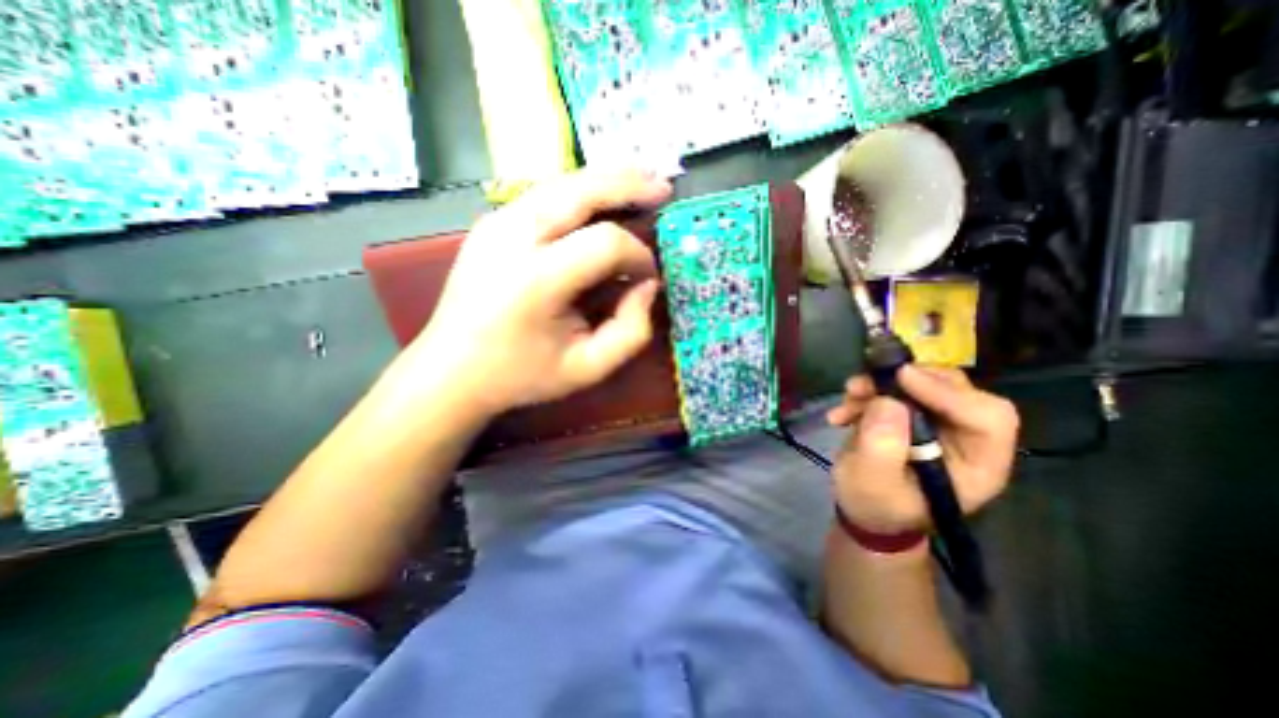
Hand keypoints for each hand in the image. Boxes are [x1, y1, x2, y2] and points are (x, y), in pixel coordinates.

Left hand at [405, 164, 673, 417]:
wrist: (451, 370)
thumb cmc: (522, 375)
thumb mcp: (588, 368)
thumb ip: (631, 331)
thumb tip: (647, 286)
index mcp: (537, 280)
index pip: (605, 243)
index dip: (638, 254)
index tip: (649, 276)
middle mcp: (512, 238)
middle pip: (581, 192)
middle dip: (628, 186)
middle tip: (663, 187)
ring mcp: (496, 223)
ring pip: (562, 184)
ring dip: (606, 179)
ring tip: (641, 179)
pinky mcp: (490, 222)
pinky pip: (545, 194)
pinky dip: (580, 190)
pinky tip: (601, 196)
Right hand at [831, 366, 1021, 535]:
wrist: (863, 510)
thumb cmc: (874, 504)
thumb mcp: (872, 481)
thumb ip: (882, 445)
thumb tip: (887, 402)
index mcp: (977, 464)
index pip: (987, 417)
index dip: (948, 392)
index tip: (901, 377)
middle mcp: (965, 438)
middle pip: (957, 390)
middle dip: (909, 380)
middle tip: (869, 381)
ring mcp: (938, 424)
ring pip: (923, 383)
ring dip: (881, 384)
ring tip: (849, 397)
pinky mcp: (912, 415)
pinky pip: (897, 389)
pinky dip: (868, 392)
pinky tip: (844, 410)